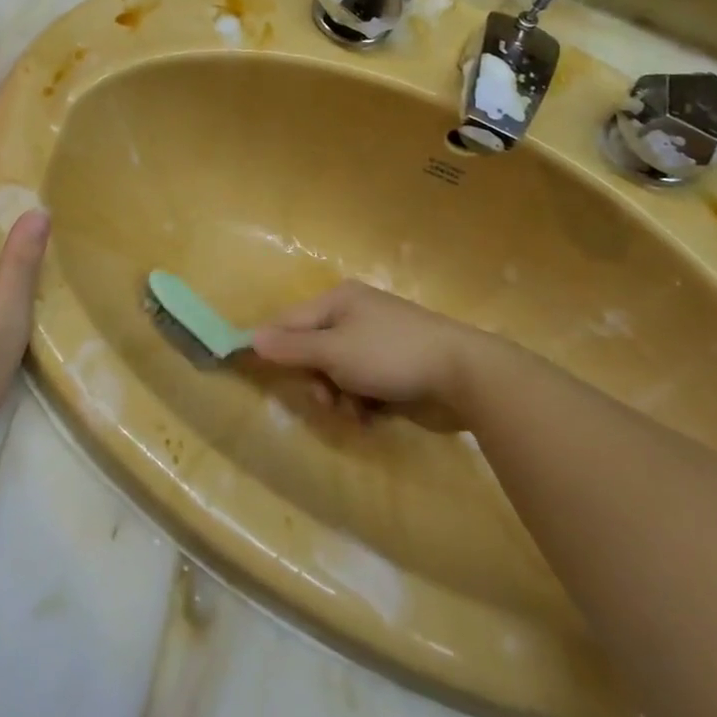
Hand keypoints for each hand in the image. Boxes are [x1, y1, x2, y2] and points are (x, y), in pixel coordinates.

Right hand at [251, 280, 481, 414]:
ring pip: (337, 373)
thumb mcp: (334, 351)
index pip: (289, 321)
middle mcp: (355, 315)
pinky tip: (372, 416)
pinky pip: (362, 385)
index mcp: (338, 300)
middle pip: (313, 350)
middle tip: (324, 400)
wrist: (465, 375)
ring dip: (339, 396)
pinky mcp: (396, 368)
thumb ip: (292, 347)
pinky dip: (362, 402)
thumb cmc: (391, 354)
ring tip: (354, 413)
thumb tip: (251, 337)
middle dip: (315, 379)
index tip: (256, 373)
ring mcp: (377, 342)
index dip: (272, 346)